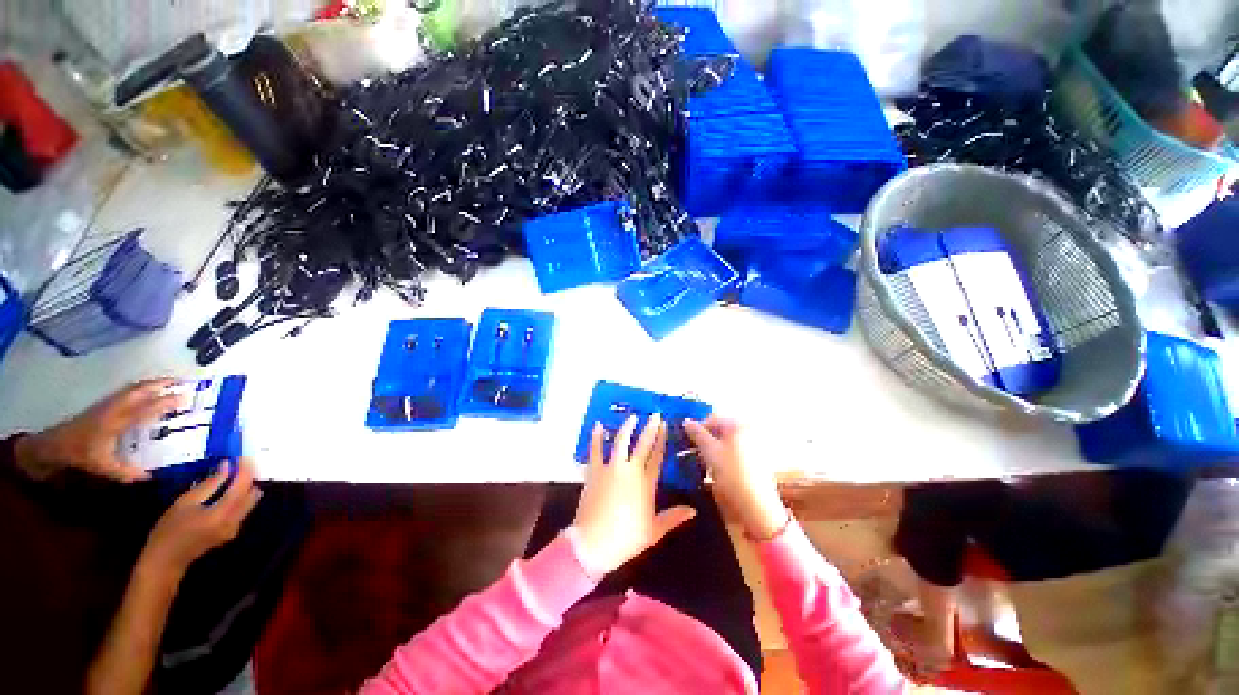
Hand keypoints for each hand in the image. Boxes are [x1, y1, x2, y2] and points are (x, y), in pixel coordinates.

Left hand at [15, 378, 183, 482]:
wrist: (55, 443)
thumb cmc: (81, 454)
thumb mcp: (102, 466)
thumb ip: (125, 472)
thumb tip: (149, 477)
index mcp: (117, 422)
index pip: (145, 409)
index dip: (165, 402)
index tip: (185, 398)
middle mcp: (115, 408)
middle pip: (139, 390)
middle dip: (160, 384)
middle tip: (181, 382)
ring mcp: (109, 403)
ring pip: (133, 388)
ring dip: (151, 383)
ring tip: (168, 382)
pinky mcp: (105, 403)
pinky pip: (126, 391)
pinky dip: (141, 387)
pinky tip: (146, 390)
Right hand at [142, 459, 261, 576]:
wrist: (165, 561)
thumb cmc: (169, 530)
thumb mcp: (185, 502)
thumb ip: (209, 484)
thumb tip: (227, 466)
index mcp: (222, 515)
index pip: (242, 487)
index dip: (245, 469)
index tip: (243, 456)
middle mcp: (234, 522)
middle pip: (251, 494)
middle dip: (248, 477)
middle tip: (240, 463)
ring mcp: (235, 529)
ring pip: (250, 502)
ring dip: (245, 486)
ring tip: (234, 473)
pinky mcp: (231, 532)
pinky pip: (242, 509)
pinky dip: (240, 497)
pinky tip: (229, 489)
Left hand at [571, 414, 696, 575]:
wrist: (594, 543)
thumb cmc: (626, 538)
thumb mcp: (654, 531)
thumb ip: (673, 517)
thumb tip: (693, 510)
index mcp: (646, 483)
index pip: (657, 456)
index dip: (661, 439)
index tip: (665, 425)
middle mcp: (630, 470)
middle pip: (643, 444)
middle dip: (650, 428)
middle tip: (655, 414)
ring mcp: (611, 468)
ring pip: (621, 441)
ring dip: (627, 427)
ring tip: (632, 416)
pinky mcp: (595, 471)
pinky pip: (595, 449)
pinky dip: (597, 437)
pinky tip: (599, 425)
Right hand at [684, 415, 788, 540]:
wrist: (756, 505)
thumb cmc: (731, 473)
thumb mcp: (709, 451)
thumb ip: (697, 434)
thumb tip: (686, 421)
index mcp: (738, 424)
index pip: (712, 419)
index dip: (697, 428)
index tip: (685, 441)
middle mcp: (748, 431)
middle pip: (720, 430)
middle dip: (705, 439)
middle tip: (692, 451)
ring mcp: (754, 446)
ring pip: (726, 442)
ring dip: (712, 449)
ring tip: (702, 462)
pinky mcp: (755, 461)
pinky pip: (734, 452)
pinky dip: (723, 456)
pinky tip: (715, 469)